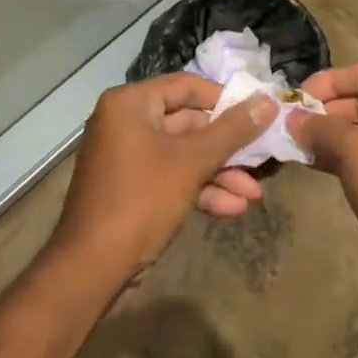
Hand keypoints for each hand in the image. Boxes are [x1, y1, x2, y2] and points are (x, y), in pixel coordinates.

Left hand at [52, 74, 274, 280]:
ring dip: (218, 173)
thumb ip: (231, 131)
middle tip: (261, 158)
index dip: (224, 99)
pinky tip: (232, 209)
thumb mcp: (191, 163)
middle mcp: (125, 121)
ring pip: (181, 154)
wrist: (89, 270)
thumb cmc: (140, 201)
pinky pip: (169, 176)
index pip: (186, 86)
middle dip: (226, 147)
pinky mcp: (130, 188)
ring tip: (254, 194)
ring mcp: (126, 156)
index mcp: (131, 103)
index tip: (257, 113)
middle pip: (186, 123)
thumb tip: (268, 101)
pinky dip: (198, 189)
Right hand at [289, 62, 357, 263]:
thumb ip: (321, 127)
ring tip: (294, 142)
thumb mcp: (355, 151)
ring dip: (331, 136)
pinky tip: (312, 162)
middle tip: (291, 123)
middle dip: (327, 112)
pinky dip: (344, 157)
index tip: (297, 97)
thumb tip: (291, 118)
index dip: (329, 82)